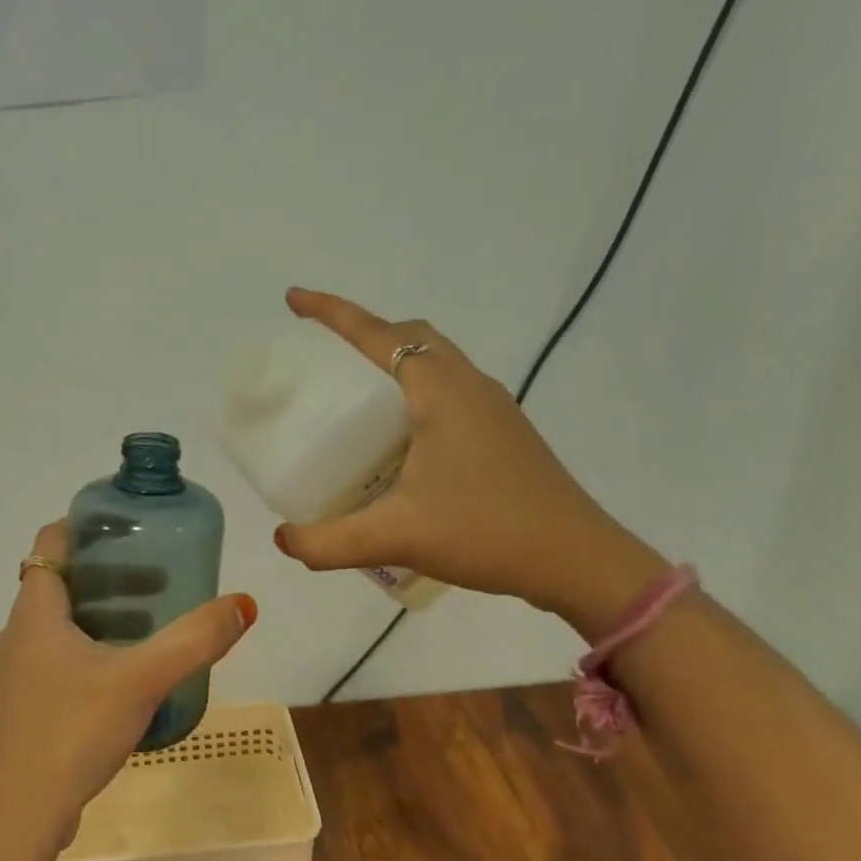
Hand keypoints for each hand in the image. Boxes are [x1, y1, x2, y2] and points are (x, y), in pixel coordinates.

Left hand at [0, 521, 258, 855]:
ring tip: (153, 625)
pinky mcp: (27, 708)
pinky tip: (130, 679)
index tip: (131, 527)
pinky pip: (62, 660)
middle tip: (160, 579)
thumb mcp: (141, 680)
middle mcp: (19, 635)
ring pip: (63, 624)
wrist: (18, 821)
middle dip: (111, 575)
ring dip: (105, 615)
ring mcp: (19, 675)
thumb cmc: (72, 733)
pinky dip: (95, 651)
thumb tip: (244, 604)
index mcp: (35, 613)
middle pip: (63, 582)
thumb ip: (194, 641)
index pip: (51, 542)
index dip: (86, 526)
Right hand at [273, 289, 665, 631]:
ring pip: (436, 361)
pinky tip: (401, 440)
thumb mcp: (395, 538)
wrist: (577, 560)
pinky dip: (415, 392)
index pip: (377, 335)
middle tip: (324, 355)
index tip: (294, 300)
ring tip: (356, 396)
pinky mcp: (504, 433)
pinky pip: (450, 390)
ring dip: (393, 361)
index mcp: (440, 391)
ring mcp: (493, 408)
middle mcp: (469, 386)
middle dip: (364, 331)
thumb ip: (328, 541)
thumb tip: (283, 540)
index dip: (332, 313)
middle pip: (410, 337)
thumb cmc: (486, 532)